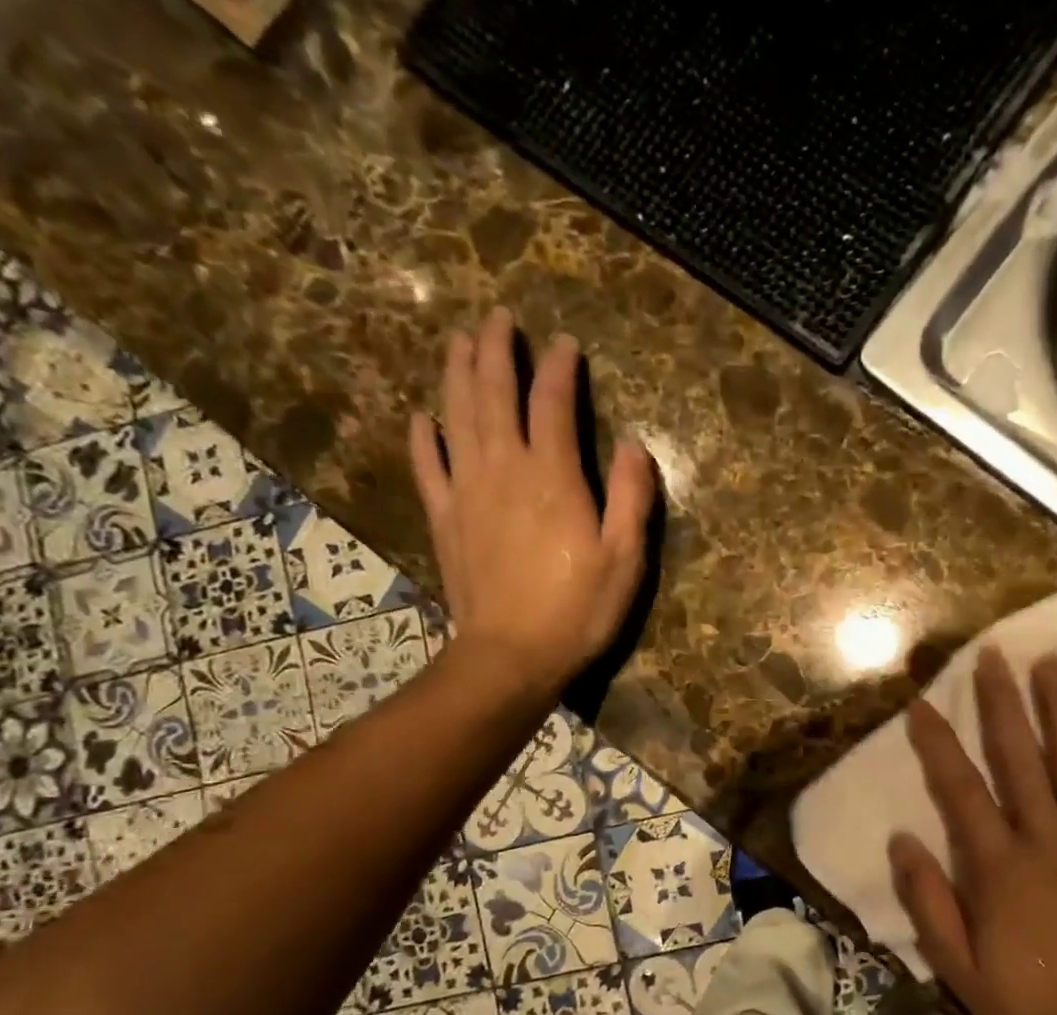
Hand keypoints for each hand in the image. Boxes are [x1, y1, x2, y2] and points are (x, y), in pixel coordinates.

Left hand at [409, 307, 655, 694]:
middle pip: (493, 395)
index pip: (553, 404)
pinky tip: (422, 417)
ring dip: (457, 374)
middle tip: (497, 318)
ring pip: (456, 417)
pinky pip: (428, 467)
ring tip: (459, 341)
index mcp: (552, 477)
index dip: (559, 369)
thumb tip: (634, 445)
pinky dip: (423, 437)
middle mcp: (504, 470)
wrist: (512, 655)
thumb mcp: (625, 559)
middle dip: (496, 352)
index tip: (565, 343)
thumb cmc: (578, 610)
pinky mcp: (446, 519)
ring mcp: (467, 492)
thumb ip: (630, 498)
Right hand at [889, 648, 1056, 1014]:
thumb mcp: (958, 969)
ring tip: (1053, 663)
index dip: (938, 743)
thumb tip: (903, 840)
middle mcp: (1046, 841)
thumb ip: (929, 903)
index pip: (960, 790)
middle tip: (995, 655)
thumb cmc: (1028, 1007)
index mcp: (998, 868)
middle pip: (1020, 759)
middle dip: (1003, 703)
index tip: (922, 703)